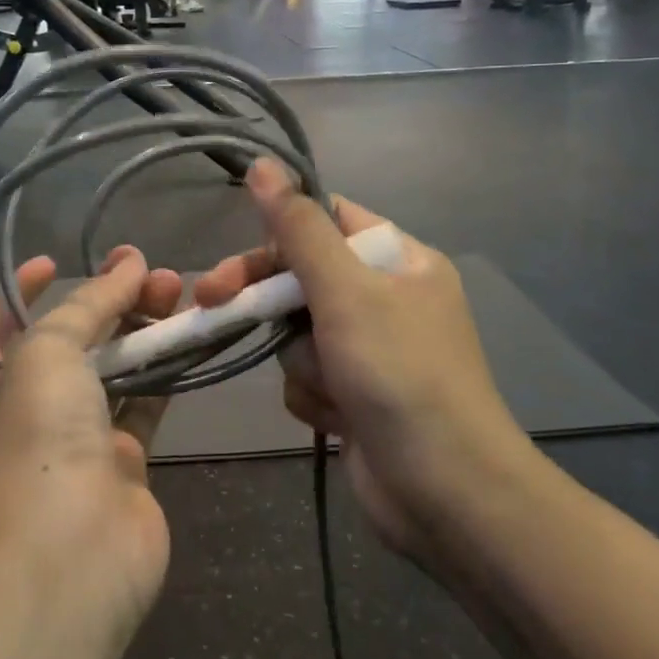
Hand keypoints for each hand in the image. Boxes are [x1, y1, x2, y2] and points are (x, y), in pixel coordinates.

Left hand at [0, 247, 183, 627]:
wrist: (70, 556)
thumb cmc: (34, 438)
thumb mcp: (46, 351)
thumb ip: (89, 304)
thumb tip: (131, 264)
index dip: (20, 292)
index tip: (56, 262)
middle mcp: (26, 413)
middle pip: (67, 342)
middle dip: (103, 302)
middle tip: (146, 271)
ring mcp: (76, 442)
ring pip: (112, 370)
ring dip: (140, 329)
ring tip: (176, 291)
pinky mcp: (123, 465)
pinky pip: (144, 404)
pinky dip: (163, 371)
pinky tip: (187, 337)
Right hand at [194, 159, 536, 568]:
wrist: (446, 494)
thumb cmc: (400, 373)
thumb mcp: (346, 289)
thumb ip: (298, 227)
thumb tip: (262, 164)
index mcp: (398, 260)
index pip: (327, 221)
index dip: (280, 232)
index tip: (238, 251)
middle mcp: (386, 298)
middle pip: (302, 278)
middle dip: (268, 301)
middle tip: (212, 304)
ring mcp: (370, 350)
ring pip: (297, 332)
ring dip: (302, 361)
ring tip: (334, 388)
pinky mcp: (355, 394)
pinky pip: (307, 375)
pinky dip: (313, 396)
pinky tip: (338, 419)